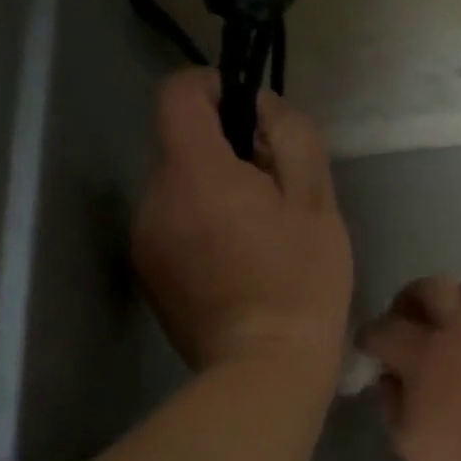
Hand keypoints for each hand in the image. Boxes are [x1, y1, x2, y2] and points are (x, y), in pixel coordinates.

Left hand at [133, 69, 351, 380]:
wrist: (264, 372)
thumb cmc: (300, 284)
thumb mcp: (315, 203)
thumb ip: (292, 136)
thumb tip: (263, 108)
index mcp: (194, 173)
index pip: (178, 94)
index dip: (214, 88)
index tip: (251, 117)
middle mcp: (153, 199)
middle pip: (181, 145)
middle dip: (224, 153)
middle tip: (273, 195)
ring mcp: (145, 241)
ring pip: (178, 189)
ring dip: (213, 193)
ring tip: (257, 236)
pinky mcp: (148, 276)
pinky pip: (172, 226)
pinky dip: (200, 227)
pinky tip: (236, 264)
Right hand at [359, 277, 460, 460]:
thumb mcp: (406, 440)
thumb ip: (390, 401)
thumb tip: (388, 377)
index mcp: (424, 354)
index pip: (383, 329)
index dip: (368, 337)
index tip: (368, 348)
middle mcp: (460, 329)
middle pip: (428, 288)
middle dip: (408, 301)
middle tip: (405, 324)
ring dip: (453, 299)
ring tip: (449, 324)